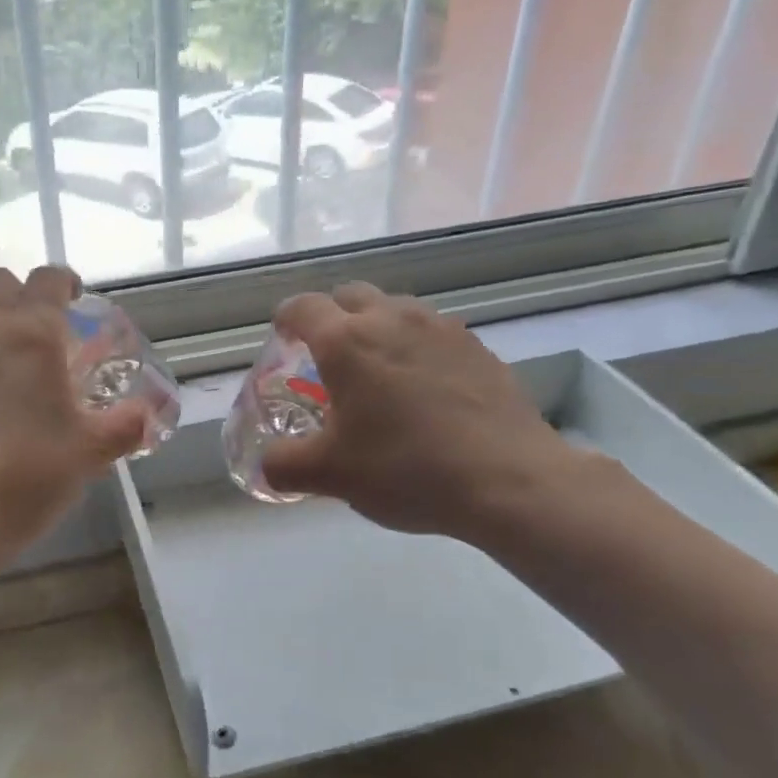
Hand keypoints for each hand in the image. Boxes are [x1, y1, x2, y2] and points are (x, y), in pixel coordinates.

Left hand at [0, 266, 148, 564]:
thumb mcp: (91, 452)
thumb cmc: (30, 475)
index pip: (46, 280)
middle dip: (21, 295)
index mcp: (30, 338)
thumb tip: (150, 414)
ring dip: (0, 340)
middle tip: (48, 333)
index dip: (66, 282)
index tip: (79, 301)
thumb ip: (126, 425)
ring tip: (26, 388)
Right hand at [261, 282, 582, 544]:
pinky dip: (415, 347)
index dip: (285, 320)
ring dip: (376, 328)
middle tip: (327, 358)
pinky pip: (432, 332)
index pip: (302, 307)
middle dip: (331, 317)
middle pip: (350, 296)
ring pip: (395, 309)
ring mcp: (441, 329)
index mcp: (346, 342)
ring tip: (378, 373)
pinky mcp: (477, 347)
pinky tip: (424, 390)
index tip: (282, 340)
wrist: (509, 481)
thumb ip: (283, 466)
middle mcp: (392, 319)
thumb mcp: (330, 476)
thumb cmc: (406, 470)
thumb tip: (267, 465)